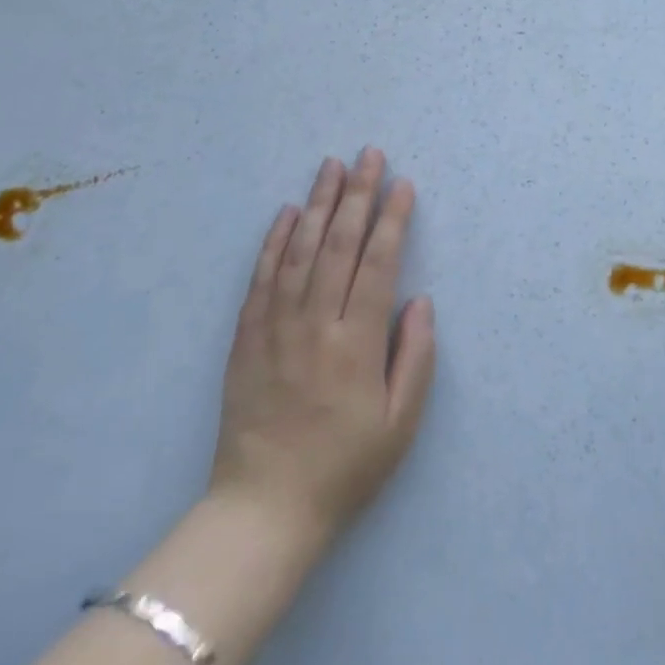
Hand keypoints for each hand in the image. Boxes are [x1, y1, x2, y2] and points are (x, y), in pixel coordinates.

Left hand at [209, 148, 436, 561]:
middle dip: (358, 194)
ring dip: (319, 203)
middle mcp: (316, 324)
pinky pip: (261, 278)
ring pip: (299, 250)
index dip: (393, 219)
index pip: (378, 263)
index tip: (403, 184)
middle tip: (369, 154)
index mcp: (357, 343)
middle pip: (339, 244)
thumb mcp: (401, 424)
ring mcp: (276, 327)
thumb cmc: (344, 468)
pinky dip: (274, 241)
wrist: (264, 510)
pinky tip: (287, 212)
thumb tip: (419, 300)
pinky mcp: (246, 338)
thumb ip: (415, 357)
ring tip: (331, 166)